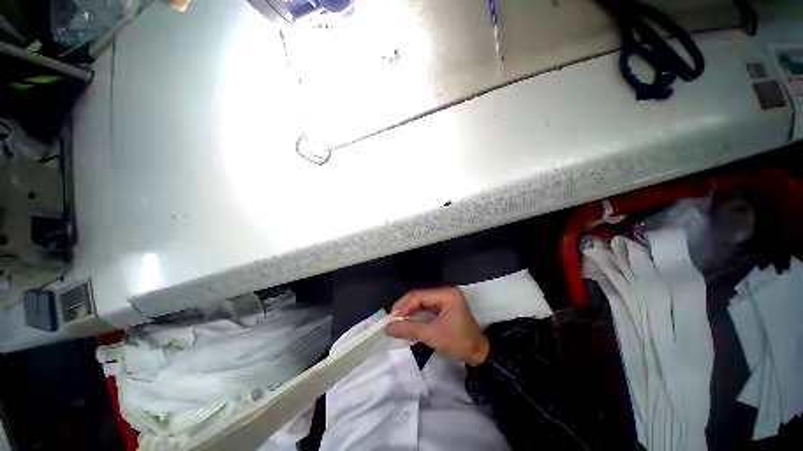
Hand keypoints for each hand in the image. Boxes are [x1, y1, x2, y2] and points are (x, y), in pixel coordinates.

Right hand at [386, 287, 489, 365]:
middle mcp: (445, 292)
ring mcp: (444, 298)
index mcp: (446, 294)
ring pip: (421, 301)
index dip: (404, 306)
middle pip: (419, 296)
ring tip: (397, 322)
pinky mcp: (443, 305)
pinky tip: (407, 321)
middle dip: (405, 308)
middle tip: (392, 320)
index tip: (392, 320)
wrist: (478, 354)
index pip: (419, 296)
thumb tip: (388, 328)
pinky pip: (425, 307)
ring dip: (409, 311)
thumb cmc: (459, 343)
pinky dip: (416, 314)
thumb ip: (410, 330)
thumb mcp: (433, 336)